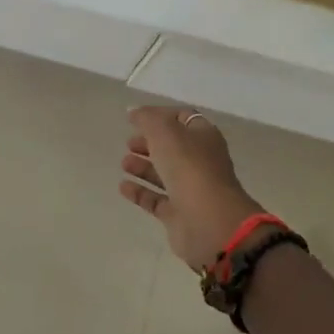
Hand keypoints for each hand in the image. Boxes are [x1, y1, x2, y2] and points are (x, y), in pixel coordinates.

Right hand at [119, 106, 265, 269]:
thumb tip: (133, 110)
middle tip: (129, 142)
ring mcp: (190, 189)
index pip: (182, 118)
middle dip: (150, 142)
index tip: (135, 117)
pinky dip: (140, 192)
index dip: (159, 115)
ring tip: (123, 162)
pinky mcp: (180, 215)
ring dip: (143, 166)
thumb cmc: (189, 167)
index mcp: (203, 136)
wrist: (210, 223)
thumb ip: (147, 119)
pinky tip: (123, 187)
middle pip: (172, 147)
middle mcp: (199, 161)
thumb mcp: (165, 132)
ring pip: (164, 173)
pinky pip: (156, 200)